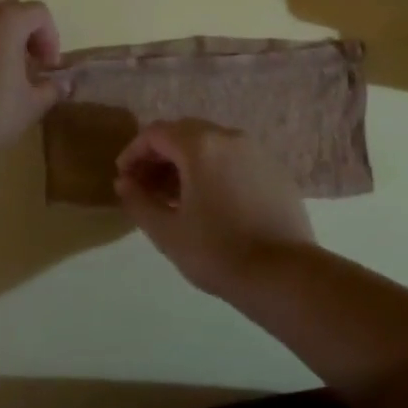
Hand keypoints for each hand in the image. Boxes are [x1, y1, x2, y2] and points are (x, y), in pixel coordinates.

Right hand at [114, 120, 315, 296]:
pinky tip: (209, 202)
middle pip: (184, 133)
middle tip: (145, 187)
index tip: (124, 178)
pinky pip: (234, 159)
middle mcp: (230, 138)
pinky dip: (213, 170)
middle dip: (159, 156)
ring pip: (211, 145)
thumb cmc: (217, 252)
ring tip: (174, 198)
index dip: (134, 152)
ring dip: (186, 163)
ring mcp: (257, 152)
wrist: (283, 274)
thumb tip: (125, 182)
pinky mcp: (275, 170)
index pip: (156, 133)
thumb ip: (139, 201)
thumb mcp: (167, 232)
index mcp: (200, 146)